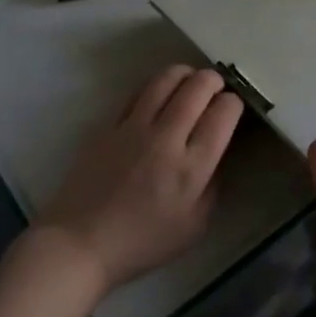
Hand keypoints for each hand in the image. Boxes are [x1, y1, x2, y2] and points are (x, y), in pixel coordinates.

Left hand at [40, 65, 242, 289]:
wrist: (82, 243)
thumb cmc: (143, 242)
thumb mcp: (195, 225)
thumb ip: (213, 184)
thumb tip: (218, 152)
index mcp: (192, 167)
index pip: (222, 114)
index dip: (233, 104)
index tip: (232, 108)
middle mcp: (166, 139)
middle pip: (197, 88)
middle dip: (214, 80)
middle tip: (217, 86)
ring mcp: (134, 128)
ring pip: (165, 80)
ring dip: (185, 73)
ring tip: (191, 80)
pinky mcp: (109, 125)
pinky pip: (138, 92)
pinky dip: (156, 86)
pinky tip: (160, 93)